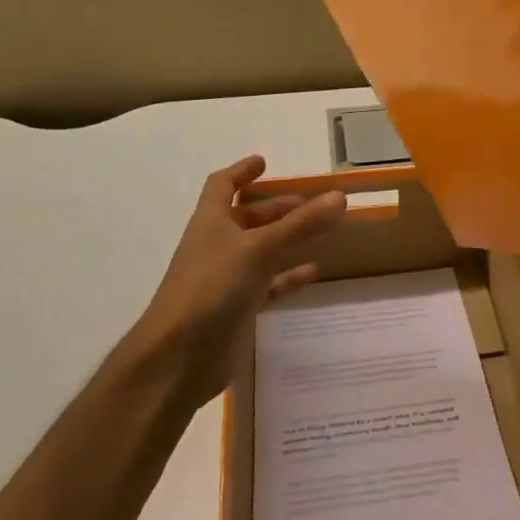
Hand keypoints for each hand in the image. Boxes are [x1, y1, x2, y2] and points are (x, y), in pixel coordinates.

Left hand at [132, 156, 346, 410]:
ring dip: (285, 239)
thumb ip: (301, 224)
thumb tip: (339, 196)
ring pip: (260, 250)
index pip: (222, 185)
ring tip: (319, 231)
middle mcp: (217, 245)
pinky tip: (312, 271)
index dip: (241, 171)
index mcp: (211, 222)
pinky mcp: (237, 307)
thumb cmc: (212, 287)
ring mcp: (226, 278)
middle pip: (246, 218)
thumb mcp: (259, 249)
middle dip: (274, 208)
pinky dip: (288, 276)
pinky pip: (267, 284)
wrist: (180, 356)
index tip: (264, 162)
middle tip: (308, 203)